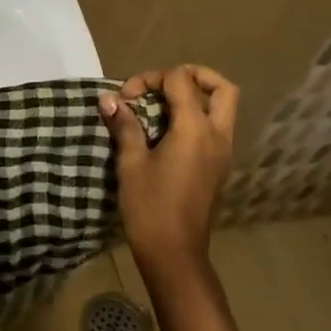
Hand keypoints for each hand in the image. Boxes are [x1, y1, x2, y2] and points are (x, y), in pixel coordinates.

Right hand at [101, 65, 237, 285]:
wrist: (174, 255)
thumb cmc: (150, 207)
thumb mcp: (131, 163)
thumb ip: (125, 125)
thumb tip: (108, 99)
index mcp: (196, 129)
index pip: (181, 80)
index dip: (150, 78)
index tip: (126, 98)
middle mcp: (217, 135)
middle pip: (222, 88)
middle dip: (193, 76)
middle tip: (162, 84)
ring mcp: (222, 152)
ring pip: (222, 108)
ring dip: (196, 97)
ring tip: (161, 106)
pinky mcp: (218, 166)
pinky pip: (216, 127)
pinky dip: (196, 117)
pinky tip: (166, 130)